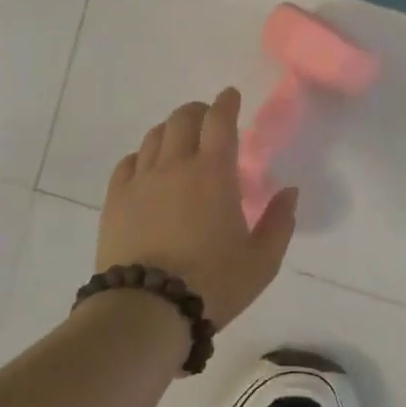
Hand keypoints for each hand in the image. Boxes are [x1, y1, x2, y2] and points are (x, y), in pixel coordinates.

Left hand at [96, 89, 298, 329]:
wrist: (147, 310)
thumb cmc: (213, 284)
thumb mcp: (262, 261)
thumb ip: (280, 222)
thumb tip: (290, 191)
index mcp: (214, 173)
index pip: (220, 121)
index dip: (226, 103)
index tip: (230, 96)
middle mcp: (176, 165)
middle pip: (183, 119)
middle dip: (198, 111)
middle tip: (207, 120)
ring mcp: (141, 181)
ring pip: (154, 136)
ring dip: (171, 129)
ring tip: (180, 140)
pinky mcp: (115, 200)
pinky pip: (128, 162)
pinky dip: (143, 154)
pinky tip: (148, 166)